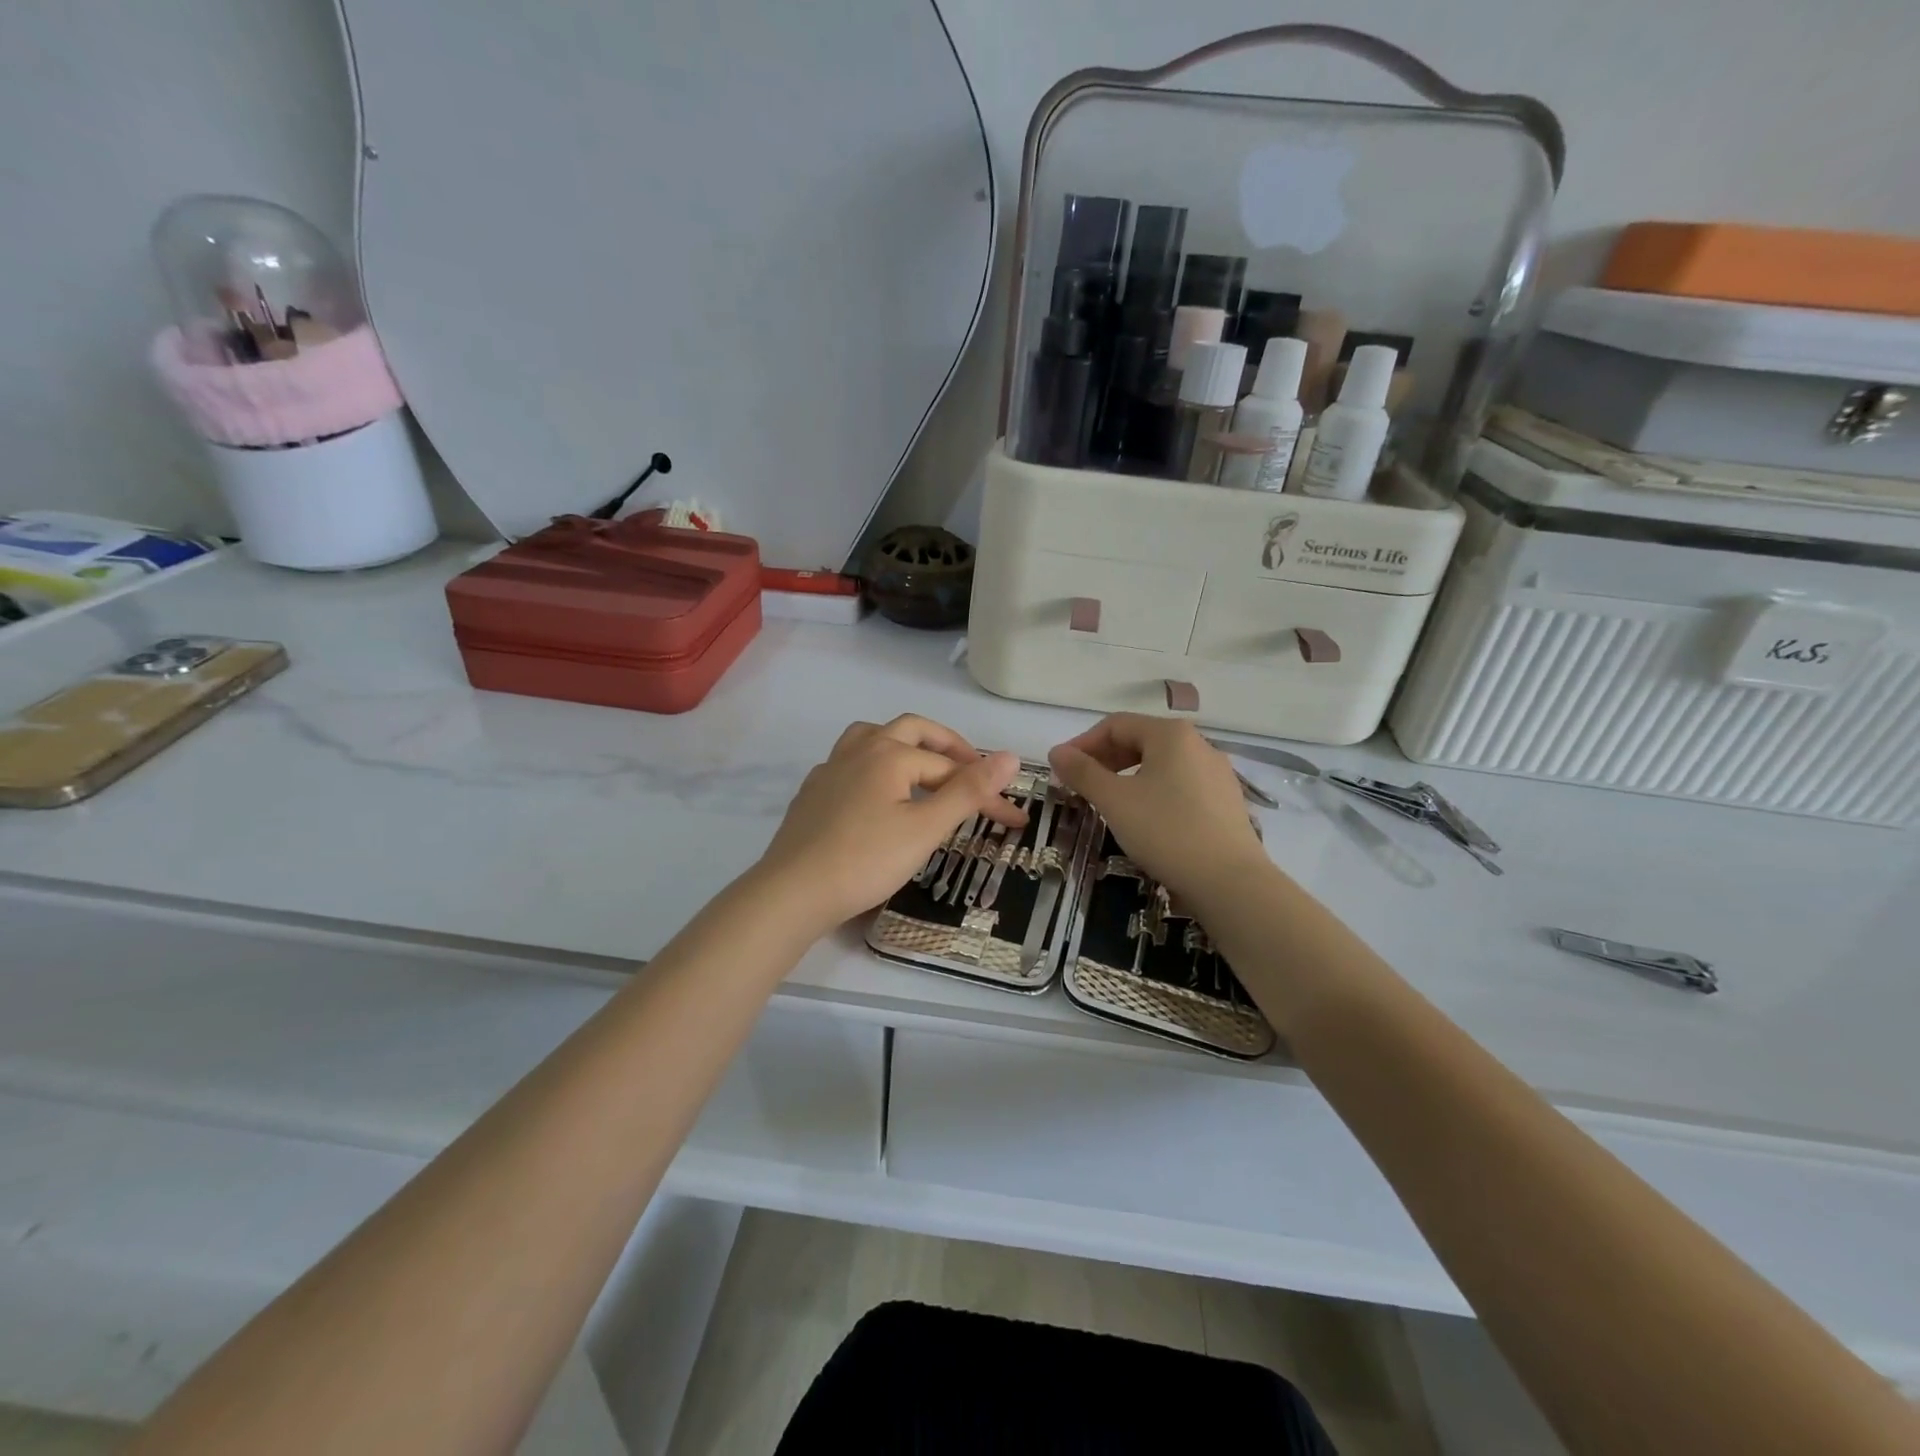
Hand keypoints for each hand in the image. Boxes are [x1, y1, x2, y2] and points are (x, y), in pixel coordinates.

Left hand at [757, 715, 1025, 936]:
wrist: (794, 892)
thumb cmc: (866, 860)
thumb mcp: (926, 828)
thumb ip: (968, 791)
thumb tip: (1010, 756)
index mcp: (890, 753)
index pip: (951, 768)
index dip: (986, 792)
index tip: (1013, 820)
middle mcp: (860, 749)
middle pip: (912, 730)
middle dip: (947, 746)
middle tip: (971, 770)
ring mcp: (831, 768)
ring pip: (873, 737)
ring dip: (905, 745)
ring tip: (923, 767)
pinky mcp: (813, 791)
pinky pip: (850, 762)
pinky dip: (875, 767)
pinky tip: (877, 795)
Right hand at [1048, 714, 1269, 909]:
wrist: (1229, 882)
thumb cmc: (1165, 831)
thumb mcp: (1114, 801)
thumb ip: (1083, 772)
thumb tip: (1057, 752)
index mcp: (1171, 734)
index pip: (1116, 725)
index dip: (1083, 743)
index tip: (1061, 769)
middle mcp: (1198, 744)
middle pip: (1140, 740)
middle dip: (1105, 759)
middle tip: (1081, 786)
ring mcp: (1217, 772)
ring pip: (1161, 764)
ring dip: (1127, 776)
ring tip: (1109, 802)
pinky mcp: (1226, 800)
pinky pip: (1180, 784)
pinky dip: (1153, 791)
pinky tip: (1145, 819)